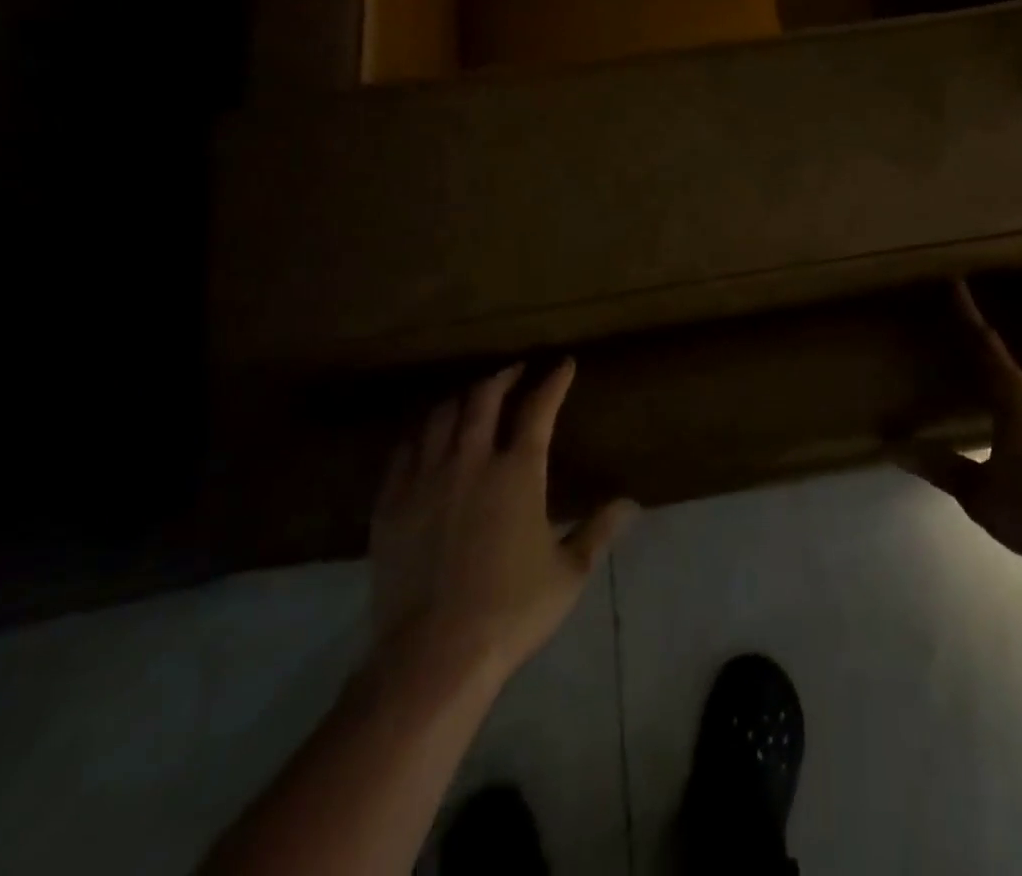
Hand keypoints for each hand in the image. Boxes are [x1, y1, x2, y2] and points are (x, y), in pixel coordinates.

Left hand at [369, 359, 635, 688]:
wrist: (432, 657)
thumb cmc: (511, 611)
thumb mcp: (568, 573)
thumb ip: (598, 530)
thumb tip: (631, 503)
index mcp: (518, 472)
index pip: (538, 409)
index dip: (553, 381)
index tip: (564, 365)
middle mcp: (471, 462)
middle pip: (484, 399)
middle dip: (503, 376)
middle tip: (515, 370)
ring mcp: (426, 480)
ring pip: (441, 417)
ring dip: (462, 398)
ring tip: (473, 396)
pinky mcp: (391, 504)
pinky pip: (403, 451)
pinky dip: (421, 433)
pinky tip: (426, 436)